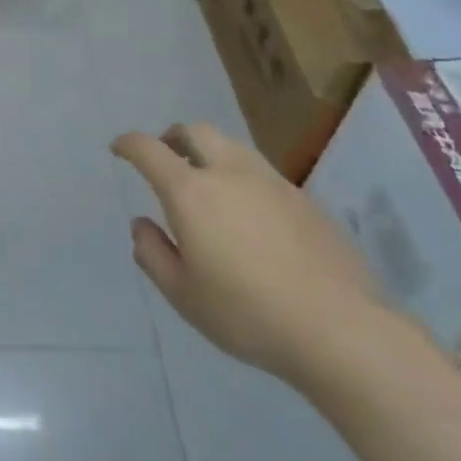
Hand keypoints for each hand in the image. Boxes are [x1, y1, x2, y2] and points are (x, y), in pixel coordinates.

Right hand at [113, 124, 390, 383]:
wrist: (342, 330)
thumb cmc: (248, 313)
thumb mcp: (183, 294)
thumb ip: (153, 254)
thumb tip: (143, 225)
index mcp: (190, 191)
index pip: (148, 149)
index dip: (129, 144)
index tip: (119, 148)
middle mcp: (229, 173)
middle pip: (195, 131)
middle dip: (173, 137)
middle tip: (166, 156)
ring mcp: (272, 182)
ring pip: (232, 146)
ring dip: (210, 152)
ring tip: (209, 182)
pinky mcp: (306, 200)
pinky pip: (262, 173)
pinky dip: (243, 177)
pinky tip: (251, 214)